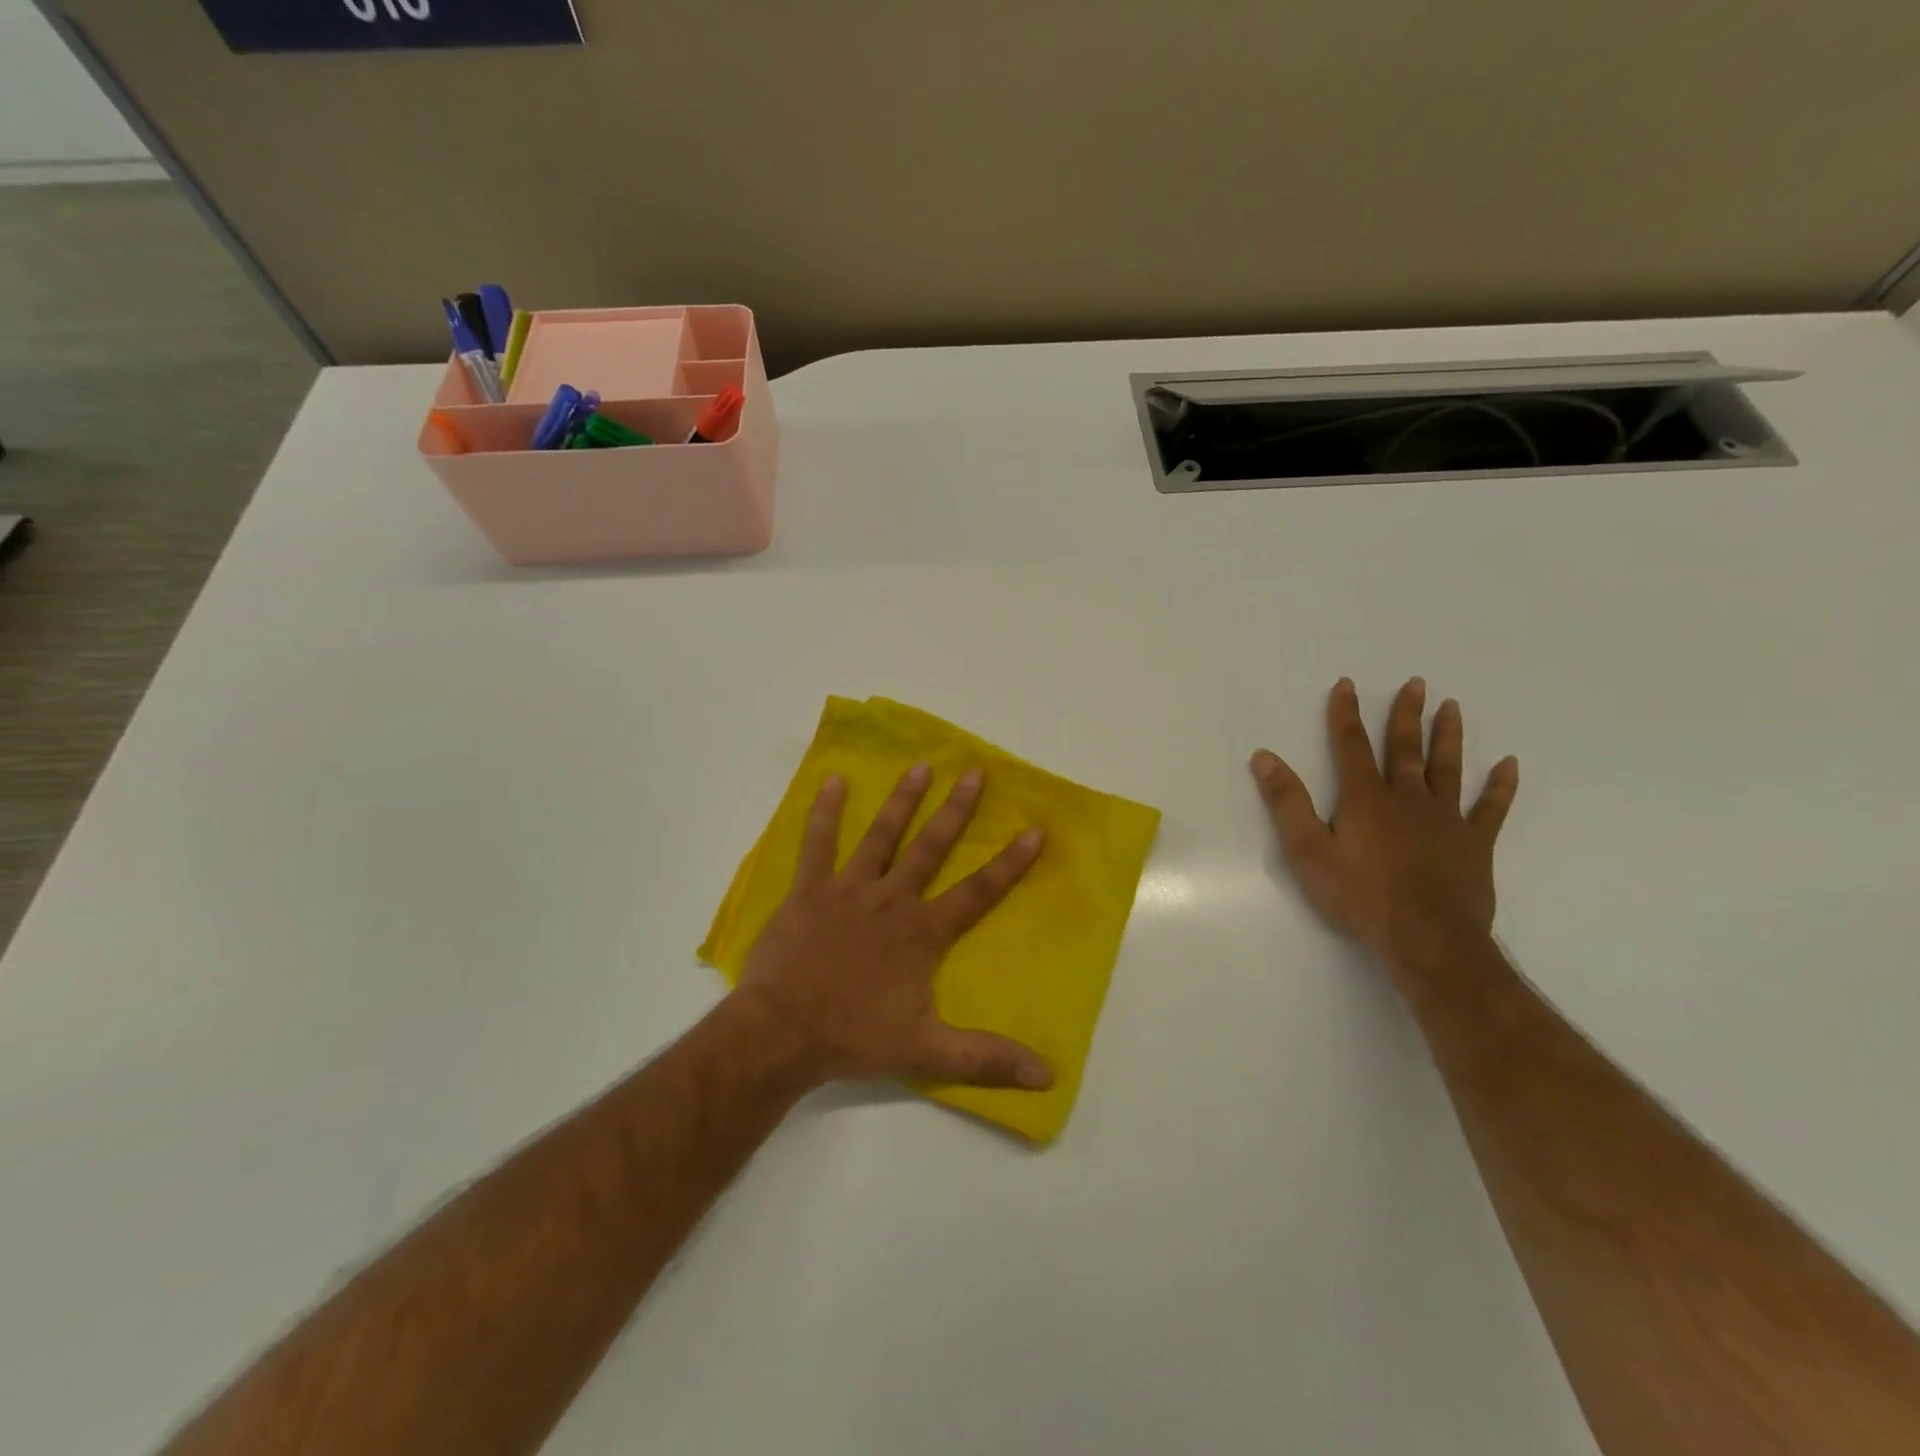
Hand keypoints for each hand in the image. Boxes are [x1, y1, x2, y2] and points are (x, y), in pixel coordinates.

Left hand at [732, 764, 1053, 1091]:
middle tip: (974, 772)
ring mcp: (849, 890)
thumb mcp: (928, 1052)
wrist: (782, 1033)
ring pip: (881, 836)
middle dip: (956, 810)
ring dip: (902, 801)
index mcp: (922, 932)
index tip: (1034, 830)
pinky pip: (818, 843)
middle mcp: (892, 900)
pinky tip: (834, 781)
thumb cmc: (855, 1038)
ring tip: (920, 766)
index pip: (977, 892)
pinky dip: (825, 812)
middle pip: (931, 848)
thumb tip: (1047, 1076)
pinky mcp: (810, 890)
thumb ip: (986, 1059)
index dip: (1009, 863)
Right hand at [1249, 677, 1518, 974]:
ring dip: (1448, 736)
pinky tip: (1509, 765)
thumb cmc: (1360, 895)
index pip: (1350, 745)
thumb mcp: (1308, 850)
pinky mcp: (1475, 843)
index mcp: (1365, 798)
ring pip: (1447, 768)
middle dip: (1405, 714)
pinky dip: (1500, 786)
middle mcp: (1407, 798)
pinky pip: (1491, 808)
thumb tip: (1264, 756)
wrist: (1427, 938)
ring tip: (1452, 707)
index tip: (1347, 684)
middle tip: (1416, 683)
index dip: (1346, 714)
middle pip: (1405, 748)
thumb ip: (1287, 802)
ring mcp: (1446, 819)